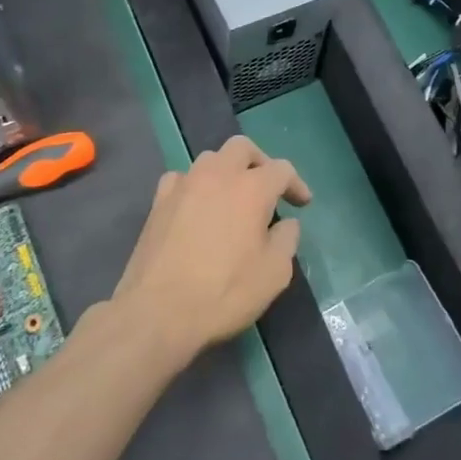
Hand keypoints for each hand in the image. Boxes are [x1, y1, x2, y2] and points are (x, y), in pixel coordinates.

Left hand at [112, 135, 309, 365]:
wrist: (158, 311)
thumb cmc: (224, 293)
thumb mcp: (274, 274)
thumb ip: (287, 240)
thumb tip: (286, 224)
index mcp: (251, 188)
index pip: (282, 169)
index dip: (296, 184)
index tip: (302, 204)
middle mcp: (217, 175)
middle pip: (242, 148)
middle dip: (260, 162)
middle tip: (268, 188)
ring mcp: (184, 185)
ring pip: (210, 159)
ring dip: (227, 171)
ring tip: (232, 198)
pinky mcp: (158, 202)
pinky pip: (182, 178)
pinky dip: (196, 185)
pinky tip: (198, 206)